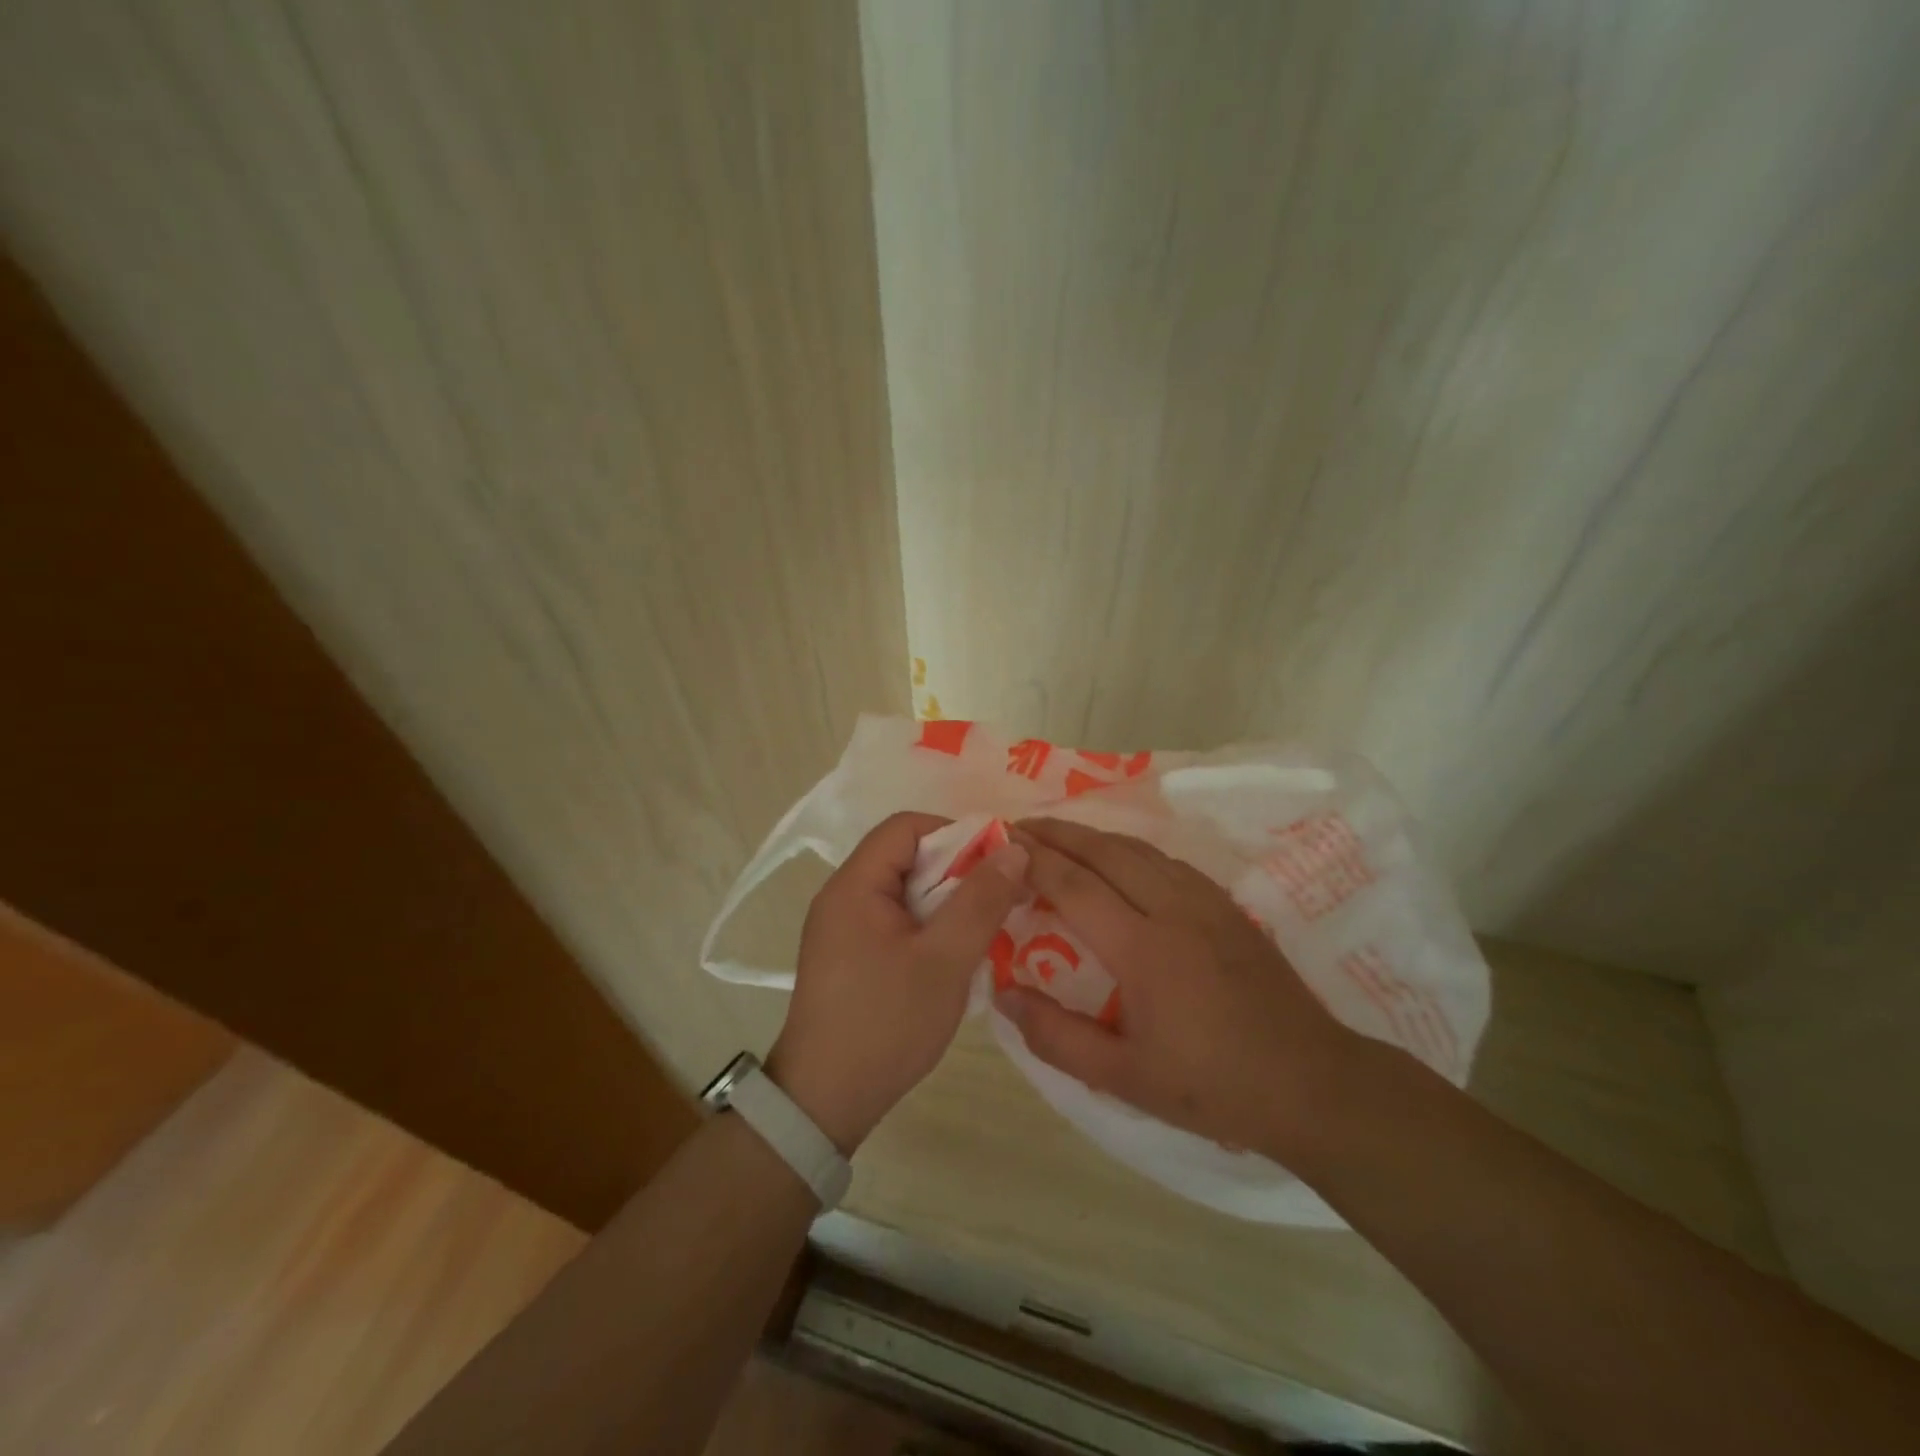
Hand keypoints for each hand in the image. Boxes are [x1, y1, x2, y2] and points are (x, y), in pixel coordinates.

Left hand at [767, 811, 1028, 1152]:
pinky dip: (928, 926)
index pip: (906, 828)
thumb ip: (980, 901)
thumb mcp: (944, 960)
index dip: (955, 833)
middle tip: (999, 897)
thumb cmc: (886, 1023)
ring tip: (984, 926)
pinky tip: (955, 954)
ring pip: (904, 892)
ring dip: (946, 902)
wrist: (825, 1101)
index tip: (997, 862)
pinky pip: (895, 921)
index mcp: (855, 885)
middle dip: (956, 870)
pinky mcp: (849, 956)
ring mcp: (842, 928)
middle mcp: (842, 897)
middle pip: (905, 857)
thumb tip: (1013, 849)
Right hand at [995, 818, 1360, 1159]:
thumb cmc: (1211, 1085)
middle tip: (1019, 827)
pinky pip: (1166, 860)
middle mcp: (1172, 909)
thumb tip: (1003, 994)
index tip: (1002, 844)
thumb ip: (1056, 1036)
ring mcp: (1205, 901)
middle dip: (1058, 833)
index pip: (1074, 886)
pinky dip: (1129, 849)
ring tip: (1059, 836)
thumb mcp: (1123, 1077)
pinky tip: (1119, 860)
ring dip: (1093, 836)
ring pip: (1138, 849)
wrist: (1311, 1083)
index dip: (1034, 860)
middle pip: (1104, 851)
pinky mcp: (1227, 906)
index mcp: (1142, 949)